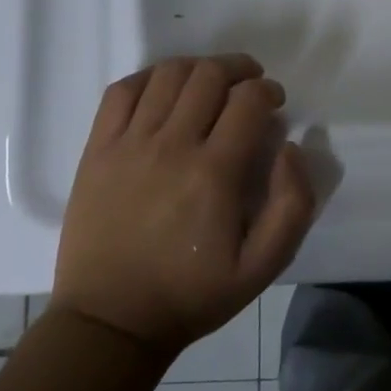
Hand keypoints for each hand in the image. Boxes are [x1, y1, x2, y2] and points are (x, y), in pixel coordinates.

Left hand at [50, 54, 314, 356]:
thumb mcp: (263, 266)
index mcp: (215, 173)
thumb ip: (293, 204)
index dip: (268, 90)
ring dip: (198, 68)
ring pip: (168, 74)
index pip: (248, 99)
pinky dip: (149, 77)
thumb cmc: (192, 294)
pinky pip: (122, 91)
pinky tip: (164, 89)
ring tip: (210, 83)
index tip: (273, 103)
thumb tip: (290, 148)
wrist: (110, 322)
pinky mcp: (97, 150)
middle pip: (209, 75)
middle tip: (248, 86)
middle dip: (239, 69)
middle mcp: (172, 146)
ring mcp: (129, 144)